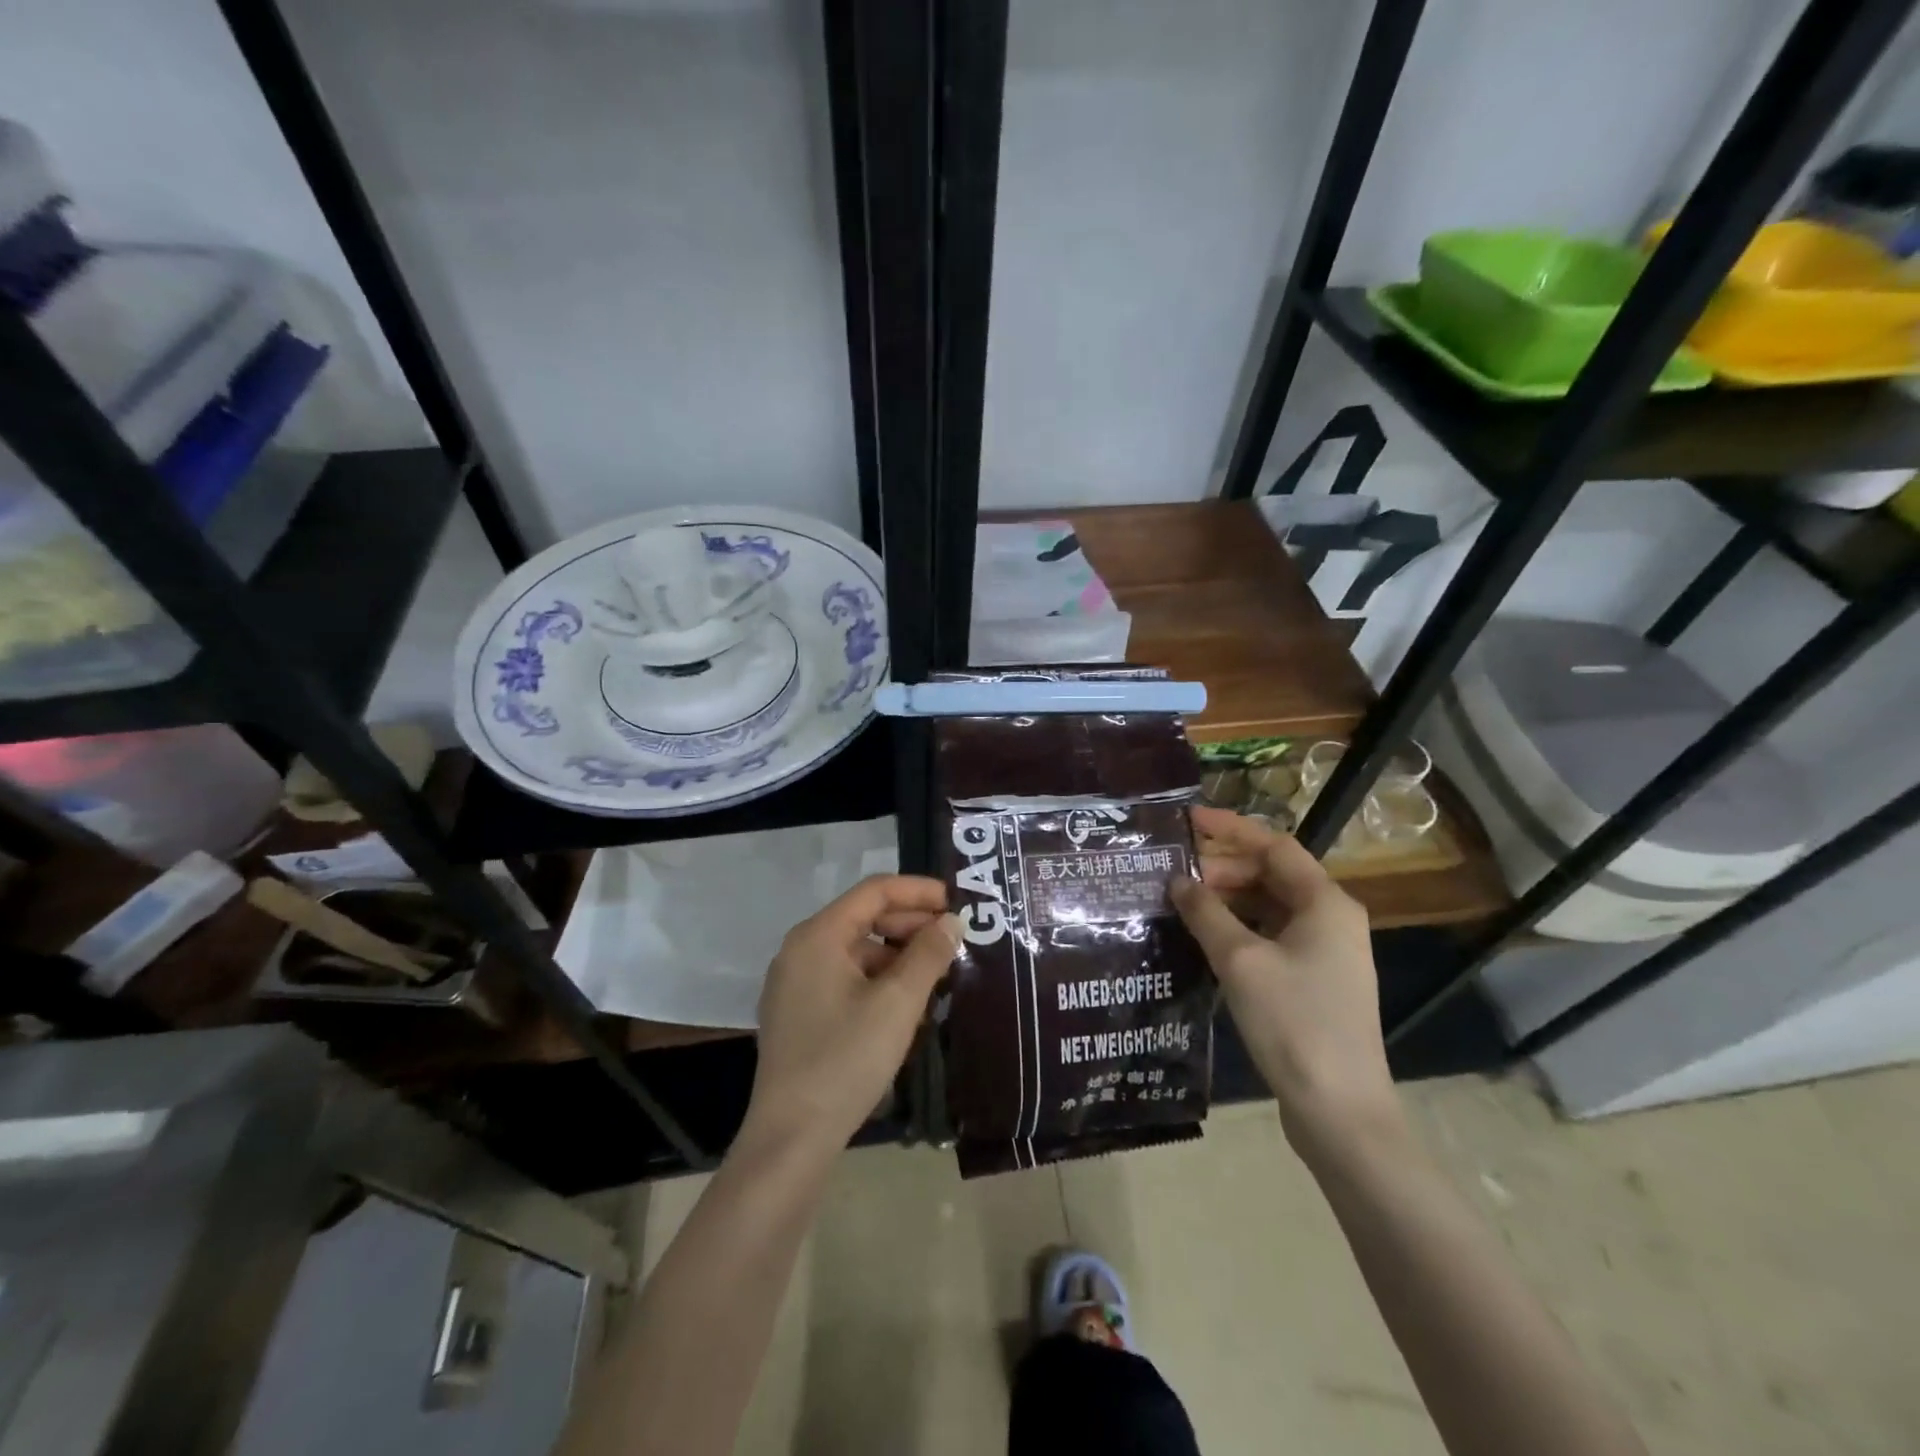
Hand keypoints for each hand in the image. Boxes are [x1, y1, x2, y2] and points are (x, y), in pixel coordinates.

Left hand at [743, 875, 962, 1158]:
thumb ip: (928, 954)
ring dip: (898, 955)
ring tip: (937, 975)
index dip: (919, 891)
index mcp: (818, 936)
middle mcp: (801, 949)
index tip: (958, 903)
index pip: (875, 891)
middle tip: (953, 942)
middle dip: (911, 924)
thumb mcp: (898, 1003)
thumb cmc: (846, 1059)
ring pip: (857, 950)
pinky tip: (907, 1003)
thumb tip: (952, 922)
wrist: (791, 1137)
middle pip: (864, 917)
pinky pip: (845, 977)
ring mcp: (795, 982)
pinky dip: (878, 979)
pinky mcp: (798, 1012)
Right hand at [1170, 808, 1400, 1146]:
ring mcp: (1325, 952)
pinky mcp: (1314, 981)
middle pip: (1271, 875)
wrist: (1340, 1111)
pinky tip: (1204, 939)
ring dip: (1227, 900)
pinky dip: (1238, 930)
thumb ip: (1206, 913)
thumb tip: (1178, 881)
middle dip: (1222, 869)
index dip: (1229, 829)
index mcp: (1325, 902)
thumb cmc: (1294, 1023)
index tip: (1187, 820)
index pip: (1273, 845)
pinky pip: (1271, 936)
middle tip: (1174, 875)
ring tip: (1181, 903)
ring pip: (1269, 907)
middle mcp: (1331, 919)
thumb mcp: (1241, 961)